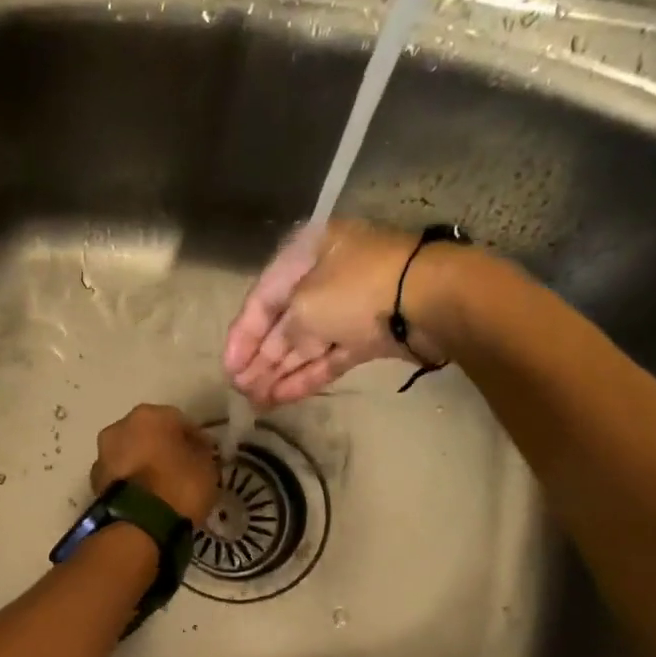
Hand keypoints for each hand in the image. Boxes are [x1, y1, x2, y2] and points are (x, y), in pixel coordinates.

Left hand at [92, 404, 218, 522]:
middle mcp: (120, 427)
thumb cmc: (178, 487)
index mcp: (149, 415)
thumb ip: (201, 452)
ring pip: (130, 455)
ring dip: (143, 465)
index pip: (179, 421)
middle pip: (148, 435)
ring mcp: (102, 455)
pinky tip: (146, 498)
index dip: (194, 438)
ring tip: (161, 487)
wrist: (138, 524)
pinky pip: (120, 477)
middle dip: (163, 448)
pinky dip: (131, 483)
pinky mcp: (94, 483)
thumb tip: (196, 449)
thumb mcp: (206, 468)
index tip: (205, 455)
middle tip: (180, 469)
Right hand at [223, 220, 424, 408]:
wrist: (427, 301)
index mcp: (305, 254)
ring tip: (255, 402)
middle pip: (282, 324)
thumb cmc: (356, 290)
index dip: (241, 335)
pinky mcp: (367, 336)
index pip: (262, 298)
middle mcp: (324, 277)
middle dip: (259, 359)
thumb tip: (269, 356)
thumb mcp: (303, 308)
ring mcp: (348, 308)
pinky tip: (280, 398)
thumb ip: (279, 335)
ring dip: (278, 373)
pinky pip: (327, 357)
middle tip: (239, 390)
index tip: (228, 368)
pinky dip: (305, 376)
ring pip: (304, 345)